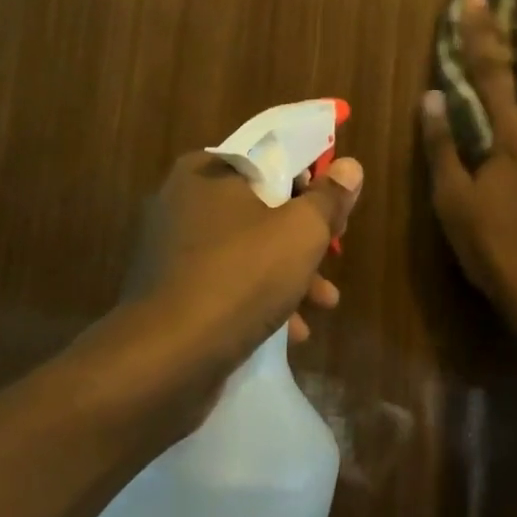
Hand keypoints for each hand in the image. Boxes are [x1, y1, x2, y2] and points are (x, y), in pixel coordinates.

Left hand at [66, 149, 363, 447]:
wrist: (167, 360)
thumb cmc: (242, 276)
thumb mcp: (302, 231)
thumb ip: (330, 196)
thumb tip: (349, 166)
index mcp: (208, 171)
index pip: (270, 156)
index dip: (311, 176)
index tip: (336, 203)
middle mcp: (184, 201)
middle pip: (262, 204)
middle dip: (305, 233)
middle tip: (334, 250)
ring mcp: (173, 249)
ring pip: (248, 247)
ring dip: (290, 271)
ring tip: (325, 302)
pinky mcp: (171, 291)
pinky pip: (227, 281)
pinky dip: (260, 297)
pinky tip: (293, 331)